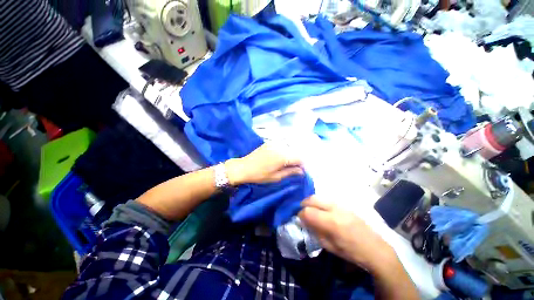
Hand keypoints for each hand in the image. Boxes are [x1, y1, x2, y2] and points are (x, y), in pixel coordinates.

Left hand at [225, 143, 303, 185]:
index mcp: (283, 156)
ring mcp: (274, 143)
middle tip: (294, 169)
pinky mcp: (269, 143)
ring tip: (286, 164)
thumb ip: (291, 172)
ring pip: (289, 148)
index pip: (300, 158)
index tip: (300, 171)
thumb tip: (302, 171)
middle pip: (295, 152)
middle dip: (297, 160)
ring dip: (290, 156)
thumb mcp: (276, 177)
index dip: (302, 165)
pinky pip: (281, 146)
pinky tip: (279, 158)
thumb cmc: (260, 175)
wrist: (243, 167)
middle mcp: (280, 147)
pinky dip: (284, 152)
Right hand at [299, 196, 397, 273]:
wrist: (374, 248)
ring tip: (311, 209)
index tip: (299, 219)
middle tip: (302, 210)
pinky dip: (320, 202)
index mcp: (331, 222)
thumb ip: (315, 231)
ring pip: (319, 197)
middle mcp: (334, 209)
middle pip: (312, 199)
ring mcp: (340, 205)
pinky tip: (321, 210)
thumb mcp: (329, 246)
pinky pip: (327, 199)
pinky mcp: (344, 204)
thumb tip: (304, 221)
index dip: (300, 214)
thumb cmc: (351, 251)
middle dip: (304, 203)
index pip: (308, 211)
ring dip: (311, 202)